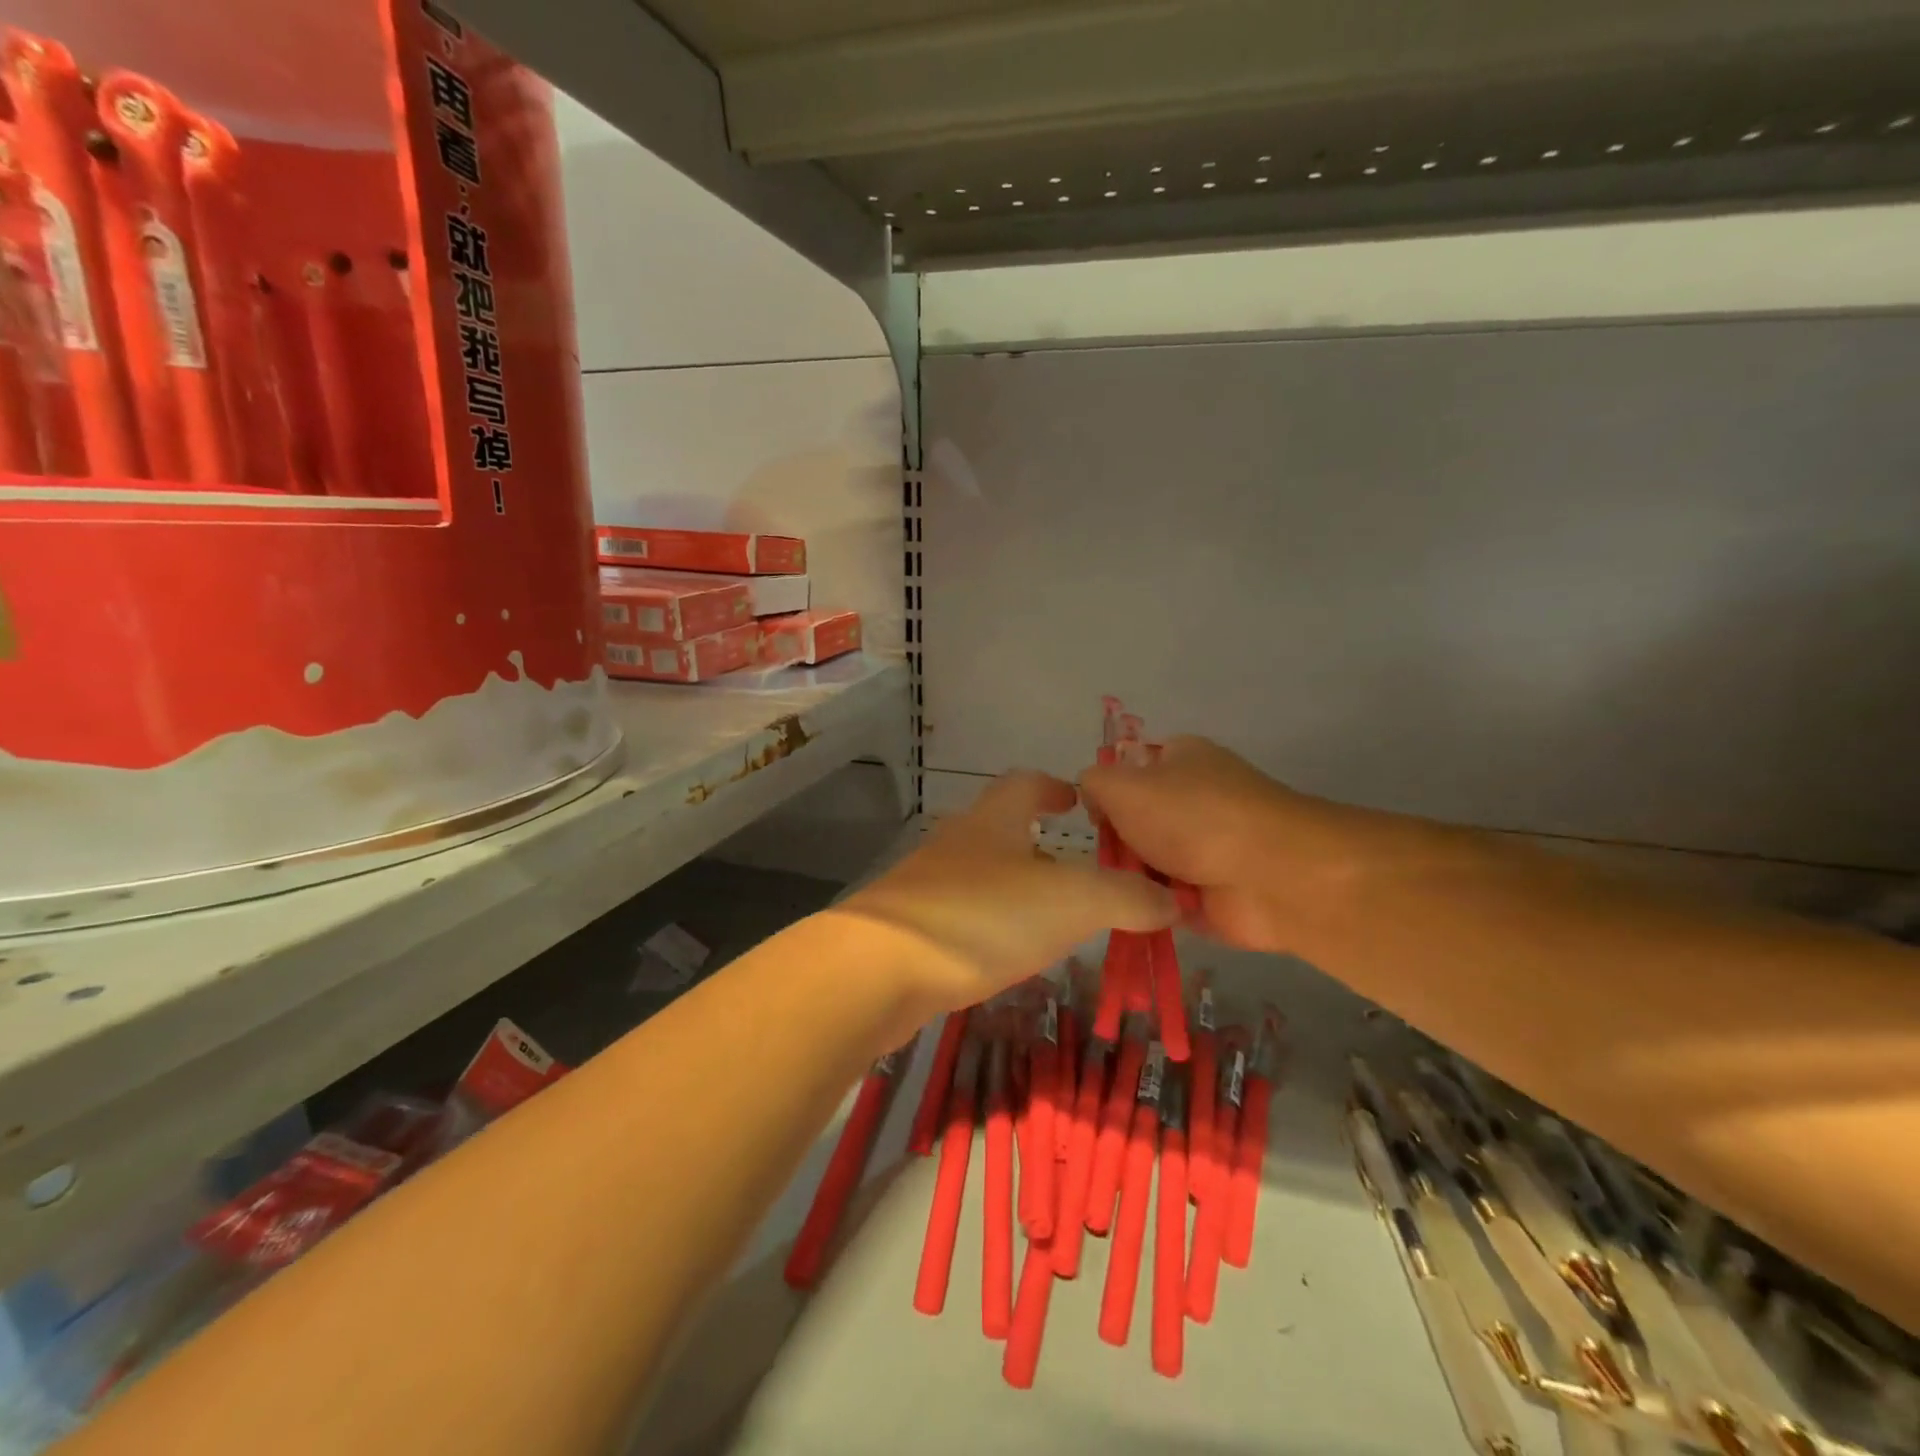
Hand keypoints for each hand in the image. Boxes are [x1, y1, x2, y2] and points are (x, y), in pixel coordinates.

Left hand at [837, 771, 1175, 1018]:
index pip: (1025, 783)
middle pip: (1000, 828)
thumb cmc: (982, 917)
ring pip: (980, 874)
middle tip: (1080, 874)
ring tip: (1051, 921)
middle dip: (1039, 843)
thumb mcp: (1071, 901)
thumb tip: (1172, 900)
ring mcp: (926, 884)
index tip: (1079, 800)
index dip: (1055, 787)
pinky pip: (960, 915)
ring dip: (1015, 888)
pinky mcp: (908, 928)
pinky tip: (1002, 956)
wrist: (879, 969)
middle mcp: (957, 843)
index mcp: (993, 820)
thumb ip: (1126, 897)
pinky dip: (988, 925)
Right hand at [1081, 736, 1351, 953]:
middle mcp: (1195, 799)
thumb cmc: (1193, 818)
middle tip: (1103, 860)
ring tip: (1117, 891)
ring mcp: (1207, 849)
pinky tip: (1137, 912)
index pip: (1129, 769)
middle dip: (1117, 842)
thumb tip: (1095, 799)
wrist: (1270, 877)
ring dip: (1131, 879)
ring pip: (1147, 863)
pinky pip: (1164, 900)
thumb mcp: (1124, 785)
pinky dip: (1150, 907)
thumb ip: (1094, 783)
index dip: (1106, 791)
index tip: (1093, 815)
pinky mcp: (1213, 895)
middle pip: (1135, 821)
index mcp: (1181, 759)